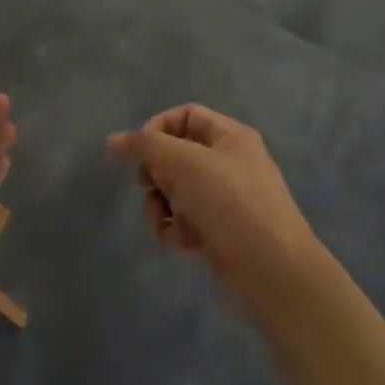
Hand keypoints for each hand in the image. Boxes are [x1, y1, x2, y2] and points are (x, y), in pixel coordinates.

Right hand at [107, 105, 322, 300]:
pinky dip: (176, 228)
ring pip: (175, 190)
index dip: (157, 129)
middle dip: (156, 173)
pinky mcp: (218, 230)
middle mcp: (228, 162)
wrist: (272, 269)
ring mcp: (224, 198)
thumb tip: (113, 140)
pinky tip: (181, 241)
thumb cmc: (231, 203)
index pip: (184, 116)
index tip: (139, 153)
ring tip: (164, 220)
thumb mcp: (185, 163)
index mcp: (230, 136)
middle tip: (152, 186)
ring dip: (160, 205)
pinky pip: (184, 219)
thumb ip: (146, 146)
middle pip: (175, 154)